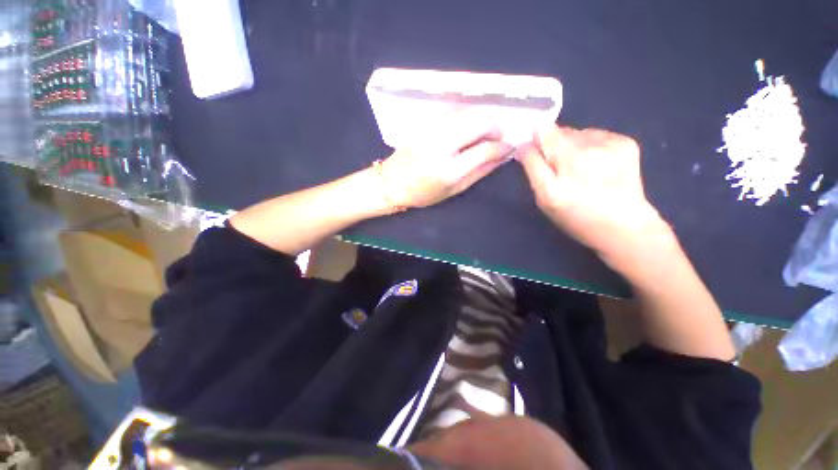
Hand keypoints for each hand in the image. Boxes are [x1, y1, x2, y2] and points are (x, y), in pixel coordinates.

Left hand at [380, 112, 513, 207]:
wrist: (392, 182)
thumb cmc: (423, 193)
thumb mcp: (454, 190)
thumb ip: (480, 172)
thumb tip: (502, 156)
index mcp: (448, 170)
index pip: (484, 149)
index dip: (502, 147)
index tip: (508, 148)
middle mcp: (440, 144)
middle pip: (479, 122)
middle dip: (495, 128)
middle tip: (497, 139)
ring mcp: (431, 129)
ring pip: (468, 112)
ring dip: (482, 120)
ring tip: (483, 135)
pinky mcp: (425, 122)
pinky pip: (454, 111)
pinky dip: (467, 117)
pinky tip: (467, 129)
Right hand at [517, 125, 668, 258]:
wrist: (624, 226)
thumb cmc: (575, 217)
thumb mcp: (544, 199)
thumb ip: (533, 168)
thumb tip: (526, 144)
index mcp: (560, 173)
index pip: (542, 135)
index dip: (535, 141)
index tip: (534, 153)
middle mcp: (585, 154)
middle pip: (559, 132)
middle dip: (552, 147)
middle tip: (559, 169)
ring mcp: (609, 145)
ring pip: (576, 133)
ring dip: (571, 146)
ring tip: (580, 169)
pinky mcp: (625, 142)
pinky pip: (595, 135)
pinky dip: (590, 146)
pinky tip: (596, 165)